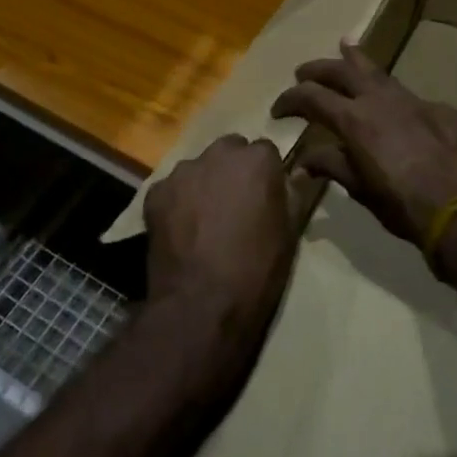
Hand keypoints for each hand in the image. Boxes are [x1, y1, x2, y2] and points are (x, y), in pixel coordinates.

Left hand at [144, 134, 305, 349]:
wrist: (201, 305)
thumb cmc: (256, 270)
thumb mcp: (290, 232)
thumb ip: (295, 192)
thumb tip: (300, 171)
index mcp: (257, 159)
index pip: (266, 151)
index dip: (266, 175)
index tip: (265, 198)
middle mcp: (219, 153)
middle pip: (229, 151)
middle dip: (234, 171)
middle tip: (235, 206)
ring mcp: (183, 171)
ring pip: (199, 168)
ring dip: (205, 184)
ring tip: (205, 222)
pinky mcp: (156, 192)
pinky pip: (171, 189)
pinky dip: (177, 203)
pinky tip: (182, 232)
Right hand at [272, 41, 456, 247]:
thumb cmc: (402, 206)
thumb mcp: (359, 189)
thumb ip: (331, 166)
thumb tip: (303, 162)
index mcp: (354, 119)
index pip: (311, 97)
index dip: (290, 100)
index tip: (278, 110)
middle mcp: (380, 99)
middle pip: (341, 72)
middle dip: (318, 70)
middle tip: (302, 72)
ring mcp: (412, 100)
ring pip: (378, 72)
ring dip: (357, 61)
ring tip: (345, 46)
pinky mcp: (439, 110)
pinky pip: (409, 97)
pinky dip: (393, 96)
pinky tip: (395, 104)